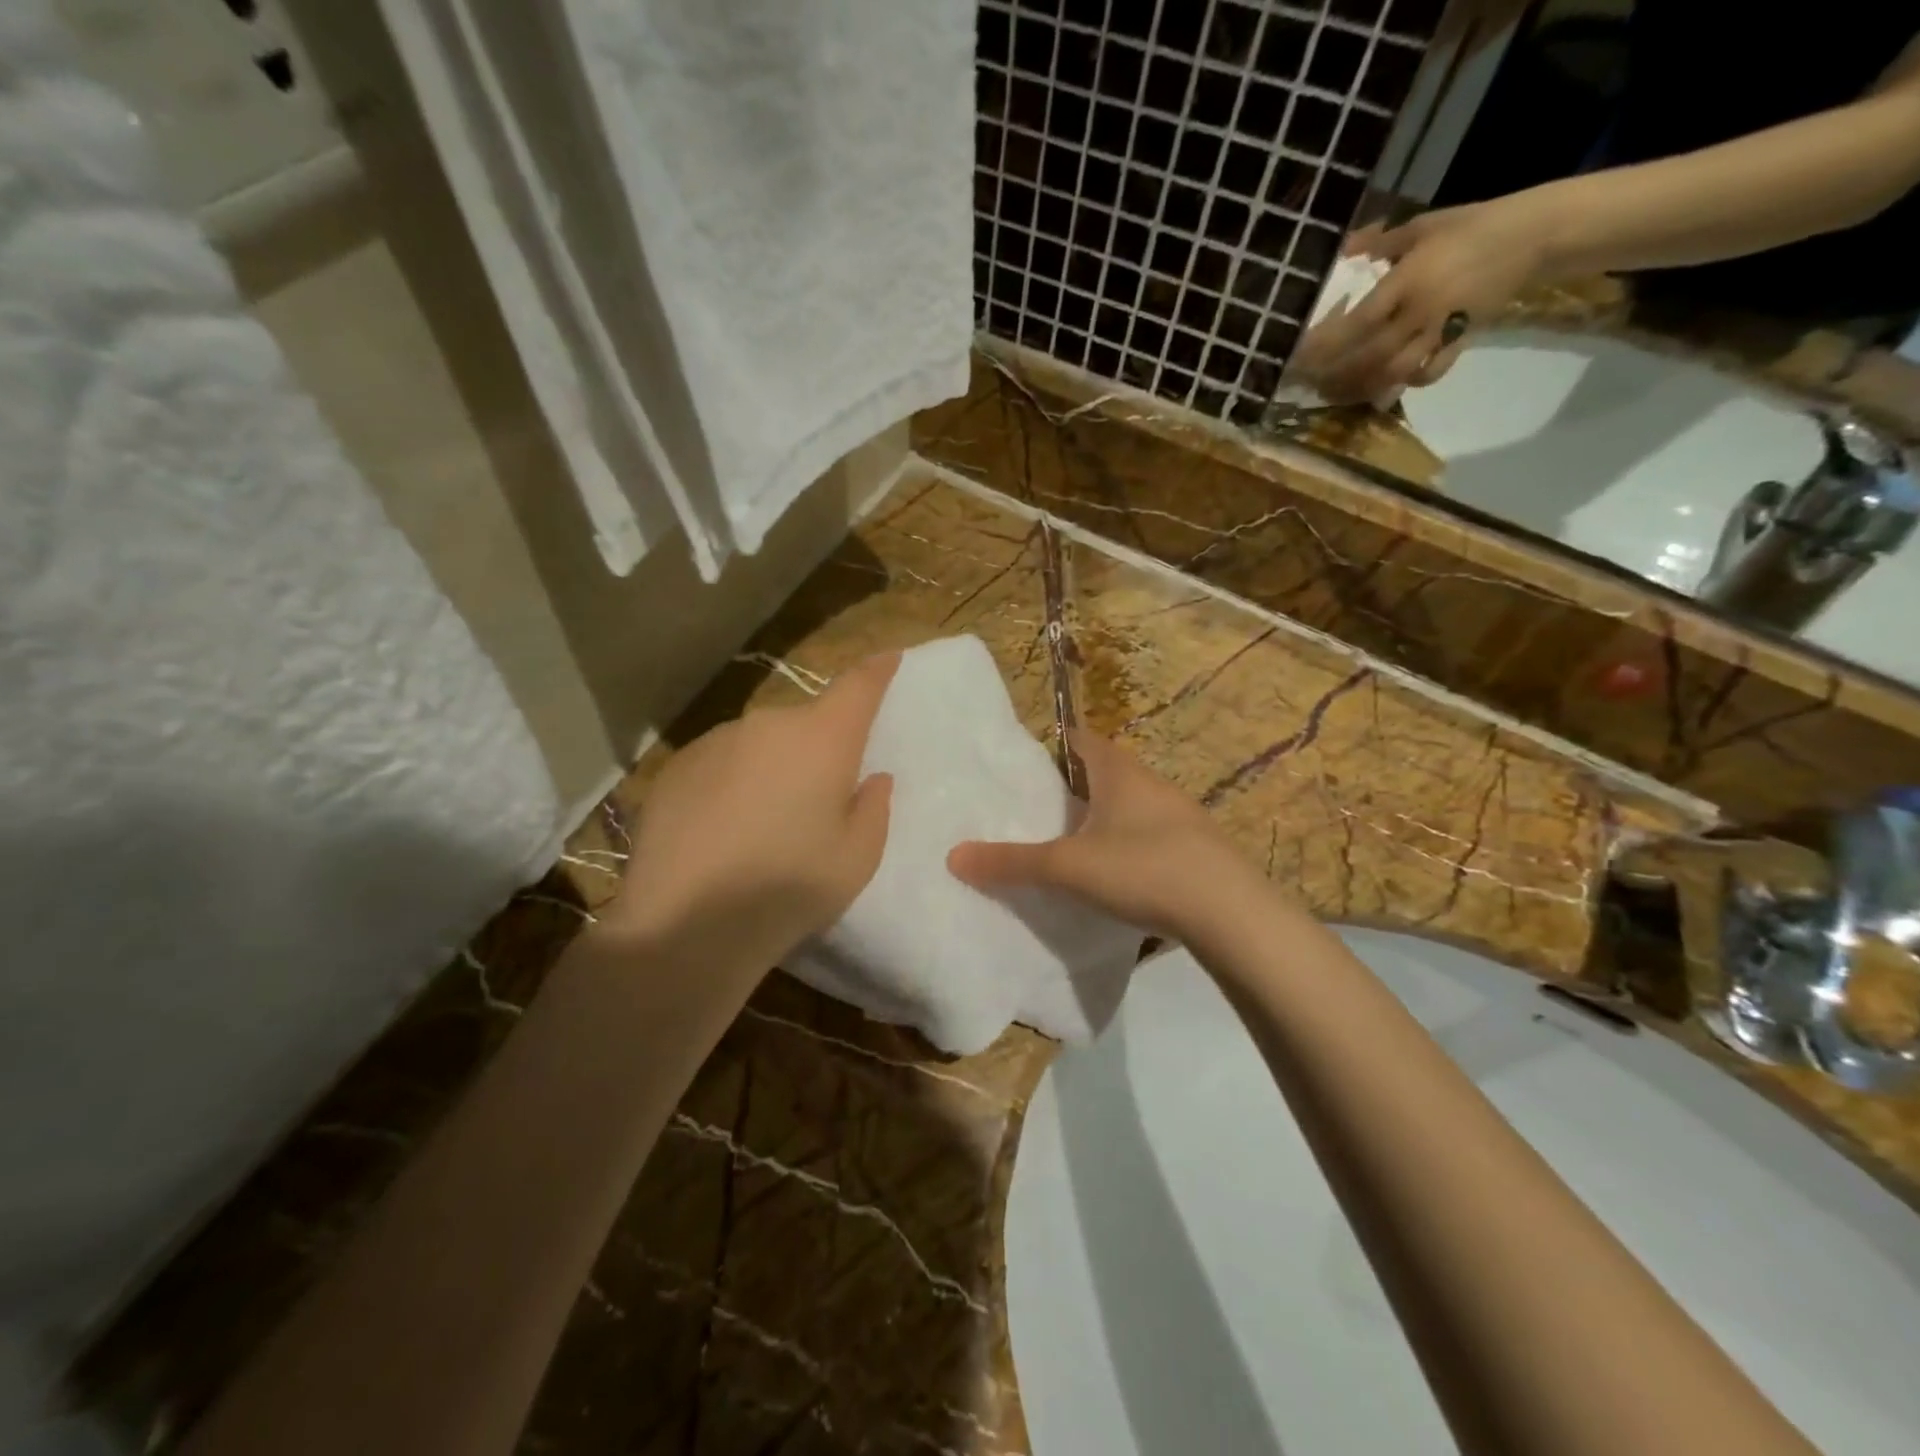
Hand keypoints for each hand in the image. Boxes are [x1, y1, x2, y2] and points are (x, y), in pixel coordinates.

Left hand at [610, 654, 898, 964]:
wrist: (684, 925)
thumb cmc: (788, 889)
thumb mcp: (857, 859)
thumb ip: (873, 809)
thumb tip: (870, 779)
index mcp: (822, 739)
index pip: (858, 687)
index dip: (877, 671)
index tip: (889, 657)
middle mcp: (768, 725)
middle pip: (807, 722)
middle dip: (820, 745)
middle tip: (820, 796)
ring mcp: (717, 740)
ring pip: (762, 743)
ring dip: (773, 766)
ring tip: (765, 823)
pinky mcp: (676, 765)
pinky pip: (722, 761)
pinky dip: (732, 782)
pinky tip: (722, 831)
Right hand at [946, 729, 1252, 939]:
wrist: (1231, 913)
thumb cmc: (1144, 868)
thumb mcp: (1068, 867)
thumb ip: (1011, 862)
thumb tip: (954, 856)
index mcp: (1119, 772)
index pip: (1080, 740)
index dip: (1051, 746)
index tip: (1022, 767)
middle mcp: (1150, 783)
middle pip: (1103, 773)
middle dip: (1071, 788)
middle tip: (1034, 812)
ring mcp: (1178, 816)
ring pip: (1127, 807)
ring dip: (1100, 820)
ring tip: (1066, 846)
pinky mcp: (1195, 849)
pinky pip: (1148, 835)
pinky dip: (1125, 846)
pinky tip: (1113, 877)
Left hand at [1295, 196, 1551, 403]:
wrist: (1532, 234)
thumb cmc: (1470, 226)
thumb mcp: (1421, 227)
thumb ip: (1378, 244)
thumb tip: (1340, 251)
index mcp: (1407, 282)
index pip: (1357, 322)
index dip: (1327, 343)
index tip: (1302, 354)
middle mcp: (1419, 312)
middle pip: (1369, 355)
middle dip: (1337, 372)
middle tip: (1312, 381)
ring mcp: (1440, 330)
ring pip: (1394, 370)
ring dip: (1365, 384)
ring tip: (1341, 390)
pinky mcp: (1460, 341)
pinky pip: (1431, 372)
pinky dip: (1408, 382)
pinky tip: (1391, 384)